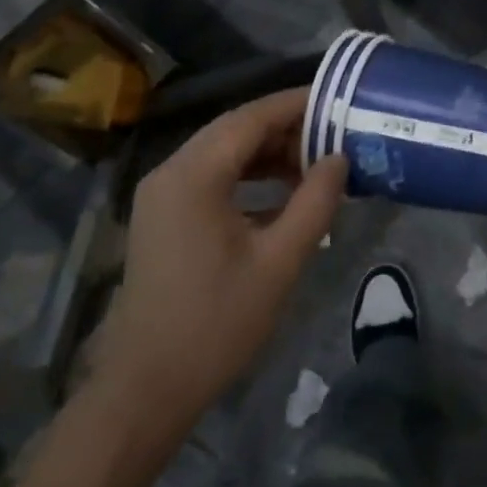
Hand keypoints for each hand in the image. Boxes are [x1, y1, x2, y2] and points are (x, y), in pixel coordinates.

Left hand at [94, 88, 346, 436]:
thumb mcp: (280, 261)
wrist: (147, 388)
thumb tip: (339, 159)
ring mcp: (162, 195)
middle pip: (235, 130)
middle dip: (287, 127)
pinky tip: (285, 192)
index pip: (251, 118)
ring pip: (223, 152)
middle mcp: (171, 173)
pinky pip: (212, 177)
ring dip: (269, 152)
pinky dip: (249, 175)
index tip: (338, 99)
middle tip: (336, 132)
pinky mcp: (164, 217)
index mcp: (193, 176)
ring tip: (318, 162)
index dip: (296, 104)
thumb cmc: (217, 324)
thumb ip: (315, 202)